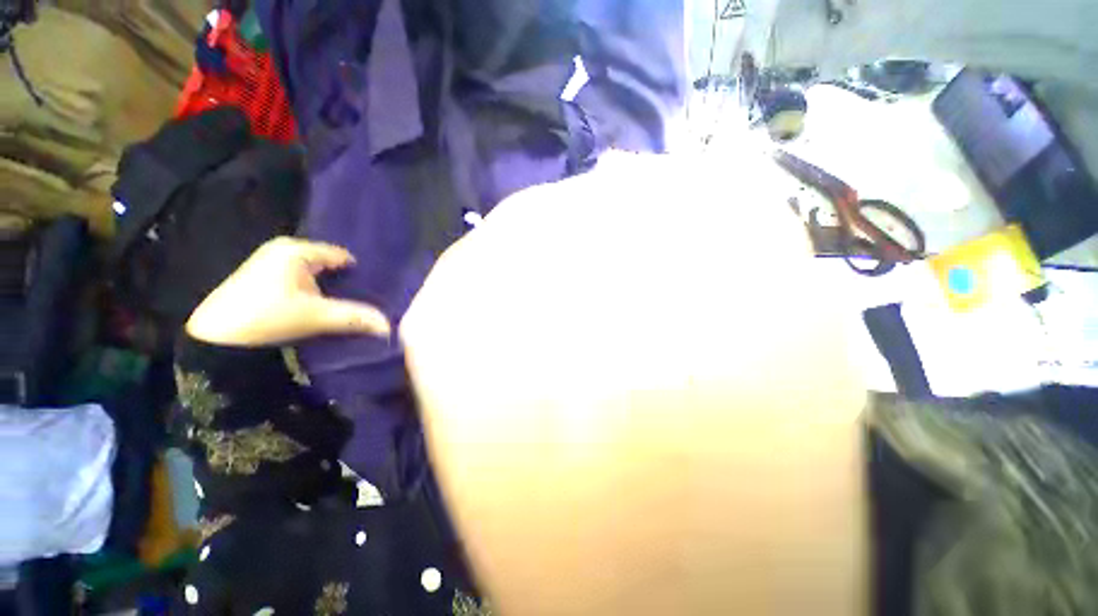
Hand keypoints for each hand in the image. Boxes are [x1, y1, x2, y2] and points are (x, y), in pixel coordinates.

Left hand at [186, 237, 389, 346]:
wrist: (214, 338)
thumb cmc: (266, 317)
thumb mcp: (317, 317)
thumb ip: (355, 317)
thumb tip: (390, 326)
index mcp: (297, 250)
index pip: (341, 255)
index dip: (359, 271)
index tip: (377, 287)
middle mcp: (283, 249)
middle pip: (328, 263)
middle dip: (346, 279)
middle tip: (367, 295)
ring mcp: (270, 262)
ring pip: (314, 271)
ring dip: (330, 285)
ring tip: (349, 300)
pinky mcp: (262, 277)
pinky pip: (301, 277)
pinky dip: (314, 288)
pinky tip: (322, 302)